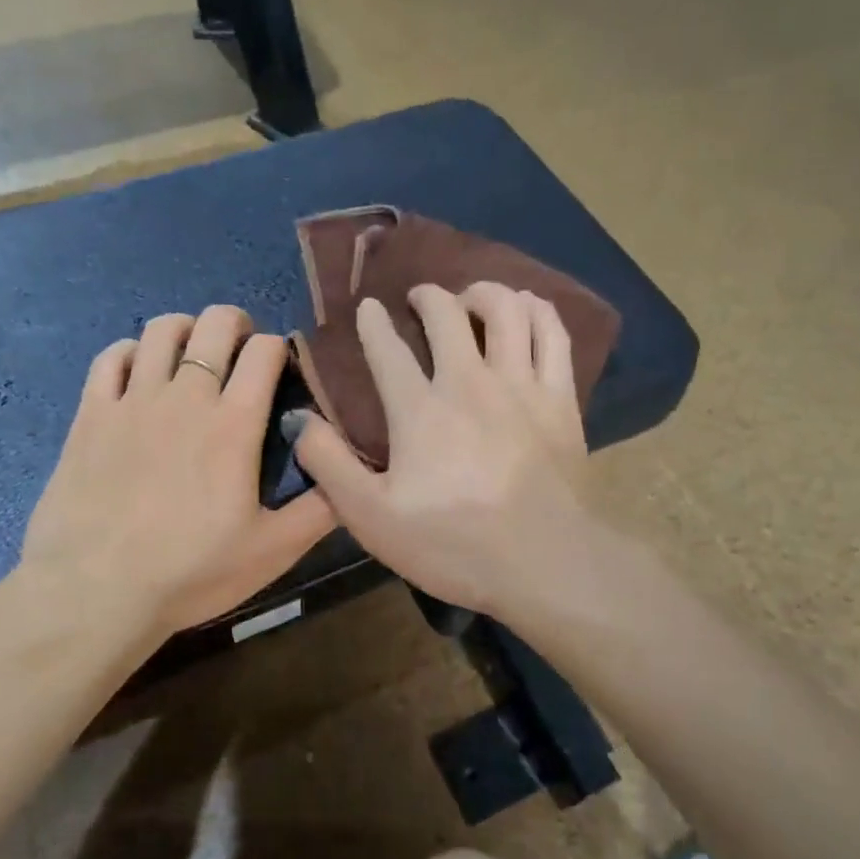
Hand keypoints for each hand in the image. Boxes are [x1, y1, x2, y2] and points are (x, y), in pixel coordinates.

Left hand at [20, 306, 335, 637]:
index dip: (281, 348)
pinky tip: (139, 371)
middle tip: (241, 351)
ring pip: (161, 330)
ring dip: (186, 330)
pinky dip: (131, 352)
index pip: (266, 352)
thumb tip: (351, 478)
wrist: (97, 590)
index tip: (283, 370)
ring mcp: (133, 400)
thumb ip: (320, 510)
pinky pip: (110, 357)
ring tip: (192, 354)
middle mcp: (186, 396)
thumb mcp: (272, 551)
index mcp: (234, 424)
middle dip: (237, 324)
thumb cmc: (191, 572)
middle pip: (215, 324)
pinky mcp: (90, 414)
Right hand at [288, 283, 593, 618]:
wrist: (543, 566)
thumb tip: (298, 419)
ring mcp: (521, 386)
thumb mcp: (371, 517)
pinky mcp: (561, 400)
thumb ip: (329, 465)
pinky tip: (526, 312)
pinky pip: (553, 334)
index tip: (367, 308)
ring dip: (484, 293)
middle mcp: (470, 382)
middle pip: (448, 314)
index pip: (388, 349)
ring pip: (507, 310)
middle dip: (427, 296)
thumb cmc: (452, 546)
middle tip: (419, 299)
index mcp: (420, 410)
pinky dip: (536, 311)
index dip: (373, 323)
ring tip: (473, 299)